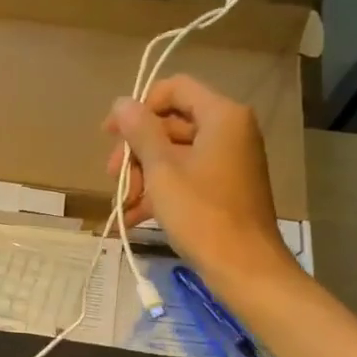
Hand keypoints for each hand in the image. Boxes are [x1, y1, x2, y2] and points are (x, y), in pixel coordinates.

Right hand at [104, 74, 294, 288]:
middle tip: (115, 177)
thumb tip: (122, 102)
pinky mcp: (225, 188)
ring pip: (175, 154)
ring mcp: (229, 161)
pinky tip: (134, 217)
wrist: (244, 268)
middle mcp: (230, 131)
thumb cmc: (202, 214)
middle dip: (138, 151)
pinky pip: (187, 177)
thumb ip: (140, 132)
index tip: (111, 135)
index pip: (175, 89)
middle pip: (172, 123)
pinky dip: (162, 191)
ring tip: (123, 204)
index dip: (139, 107)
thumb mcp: (162, 171)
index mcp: (222, 116)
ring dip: (144, 175)